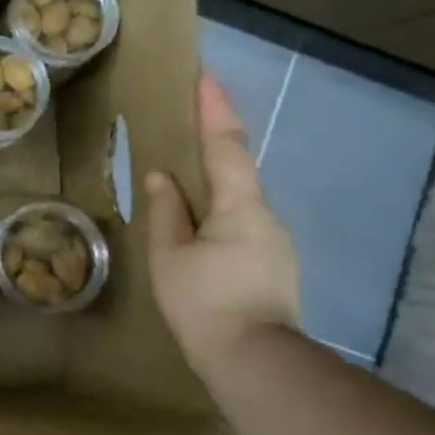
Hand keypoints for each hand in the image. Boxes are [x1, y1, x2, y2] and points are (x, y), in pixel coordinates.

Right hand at [145, 72, 300, 375]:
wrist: (254, 360)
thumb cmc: (205, 301)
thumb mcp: (171, 255)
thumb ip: (166, 211)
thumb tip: (161, 176)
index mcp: (240, 205)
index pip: (225, 144)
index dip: (213, 107)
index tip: (203, 74)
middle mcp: (264, 214)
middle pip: (236, 166)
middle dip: (214, 136)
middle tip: (187, 114)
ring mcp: (272, 239)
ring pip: (237, 196)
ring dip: (212, 175)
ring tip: (180, 169)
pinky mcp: (270, 261)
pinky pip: (239, 219)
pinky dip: (216, 205)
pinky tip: (196, 218)